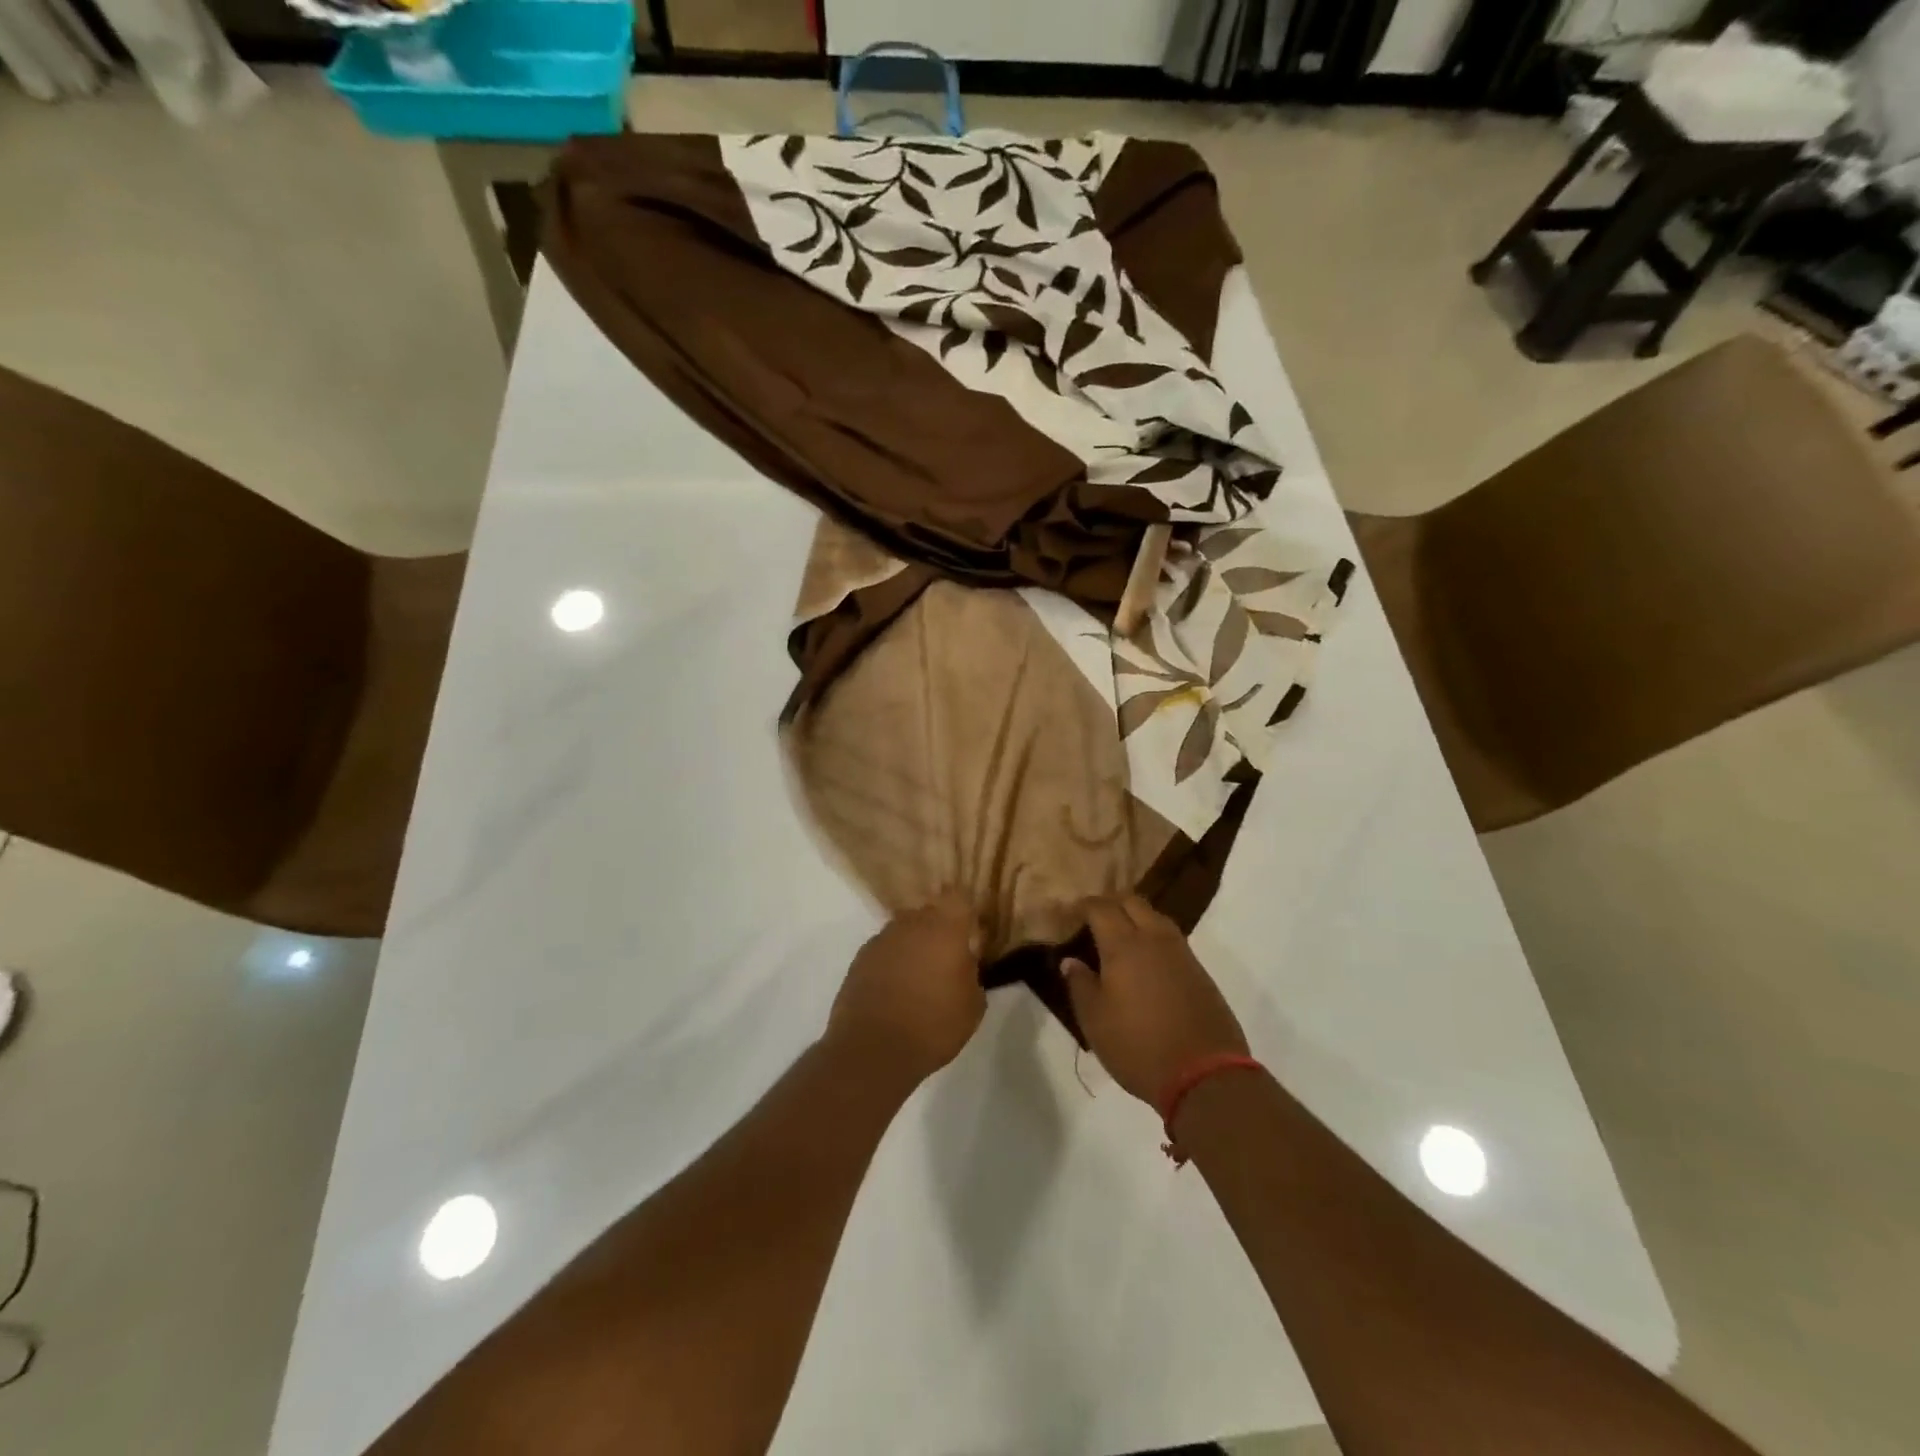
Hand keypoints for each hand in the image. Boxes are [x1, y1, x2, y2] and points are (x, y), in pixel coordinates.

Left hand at [827, 892, 985, 1087]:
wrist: (874, 1049)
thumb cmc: (934, 1025)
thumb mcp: (973, 1004)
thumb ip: (971, 972)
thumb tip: (964, 961)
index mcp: (944, 928)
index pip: (958, 897)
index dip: (964, 911)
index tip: (970, 932)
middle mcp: (911, 924)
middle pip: (929, 913)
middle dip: (939, 930)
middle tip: (947, 960)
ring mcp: (881, 939)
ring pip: (904, 931)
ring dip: (914, 946)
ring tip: (919, 979)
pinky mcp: (860, 958)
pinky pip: (885, 950)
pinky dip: (892, 962)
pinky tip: (896, 990)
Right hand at [1063, 895, 1248, 1105]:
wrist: (1205, 1075)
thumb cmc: (1138, 1047)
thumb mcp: (1095, 1021)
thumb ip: (1080, 985)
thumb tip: (1070, 961)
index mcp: (1123, 946)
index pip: (1101, 908)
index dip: (1083, 905)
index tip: (1070, 913)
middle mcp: (1154, 939)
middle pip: (1132, 902)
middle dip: (1111, 902)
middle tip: (1094, 917)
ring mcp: (1181, 953)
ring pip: (1156, 916)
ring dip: (1136, 916)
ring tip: (1120, 933)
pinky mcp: (1199, 971)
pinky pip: (1172, 938)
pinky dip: (1154, 936)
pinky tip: (1146, 957)